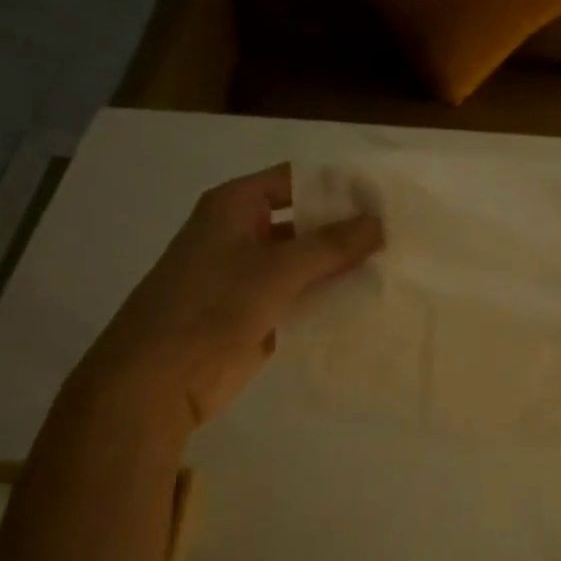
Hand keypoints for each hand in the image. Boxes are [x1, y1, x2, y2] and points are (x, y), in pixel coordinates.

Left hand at [76, 164, 382, 439]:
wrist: (159, 379)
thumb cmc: (210, 307)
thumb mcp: (274, 270)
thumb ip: (330, 246)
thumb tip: (379, 222)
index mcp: (235, 206)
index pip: (296, 181)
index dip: (338, 186)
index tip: (385, 197)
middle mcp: (242, 234)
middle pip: (304, 223)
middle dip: (346, 231)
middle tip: (401, 235)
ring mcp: (250, 277)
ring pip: (305, 265)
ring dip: (341, 269)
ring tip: (396, 268)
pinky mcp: (258, 315)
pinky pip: (301, 300)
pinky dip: (329, 301)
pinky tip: (371, 305)